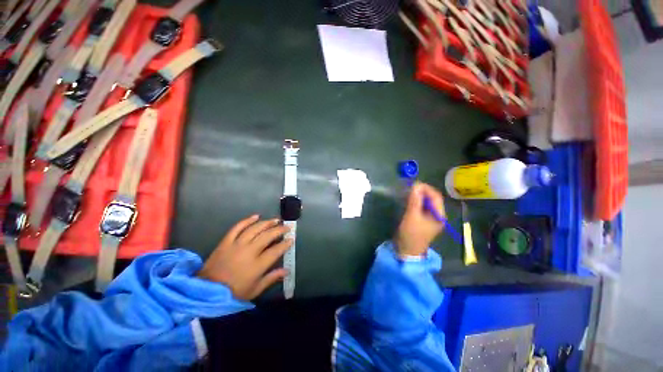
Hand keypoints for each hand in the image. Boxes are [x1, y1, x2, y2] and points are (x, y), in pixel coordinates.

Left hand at [198, 215, 291, 299]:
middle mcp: (249, 251)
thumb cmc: (233, 293)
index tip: (291, 239)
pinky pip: (237, 227)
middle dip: (279, 230)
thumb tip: (287, 271)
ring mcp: (236, 245)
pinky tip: (256, 216)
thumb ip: (271, 278)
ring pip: (255, 229)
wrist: (206, 291)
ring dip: (267, 223)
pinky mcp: (226, 241)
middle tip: (286, 227)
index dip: (285, 244)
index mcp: (257, 265)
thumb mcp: (255, 290)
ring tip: (276, 220)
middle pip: (268, 236)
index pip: (276, 250)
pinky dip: (247, 220)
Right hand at [395, 182, 445, 256]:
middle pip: (432, 198)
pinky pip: (422, 207)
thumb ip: (415, 200)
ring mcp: (431, 218)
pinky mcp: (423, 220)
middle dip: (422, 191)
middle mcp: (438, 215)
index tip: (414, 184)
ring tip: (409, 192)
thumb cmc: (411, 234)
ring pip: (427, 202)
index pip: (436, 196)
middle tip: (410, 188)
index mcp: (439, 215)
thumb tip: (416, 185)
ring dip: (419, 196)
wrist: (407, 250)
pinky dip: (416, 202)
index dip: (426, 188)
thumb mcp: (412, 216)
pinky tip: (409, 200)